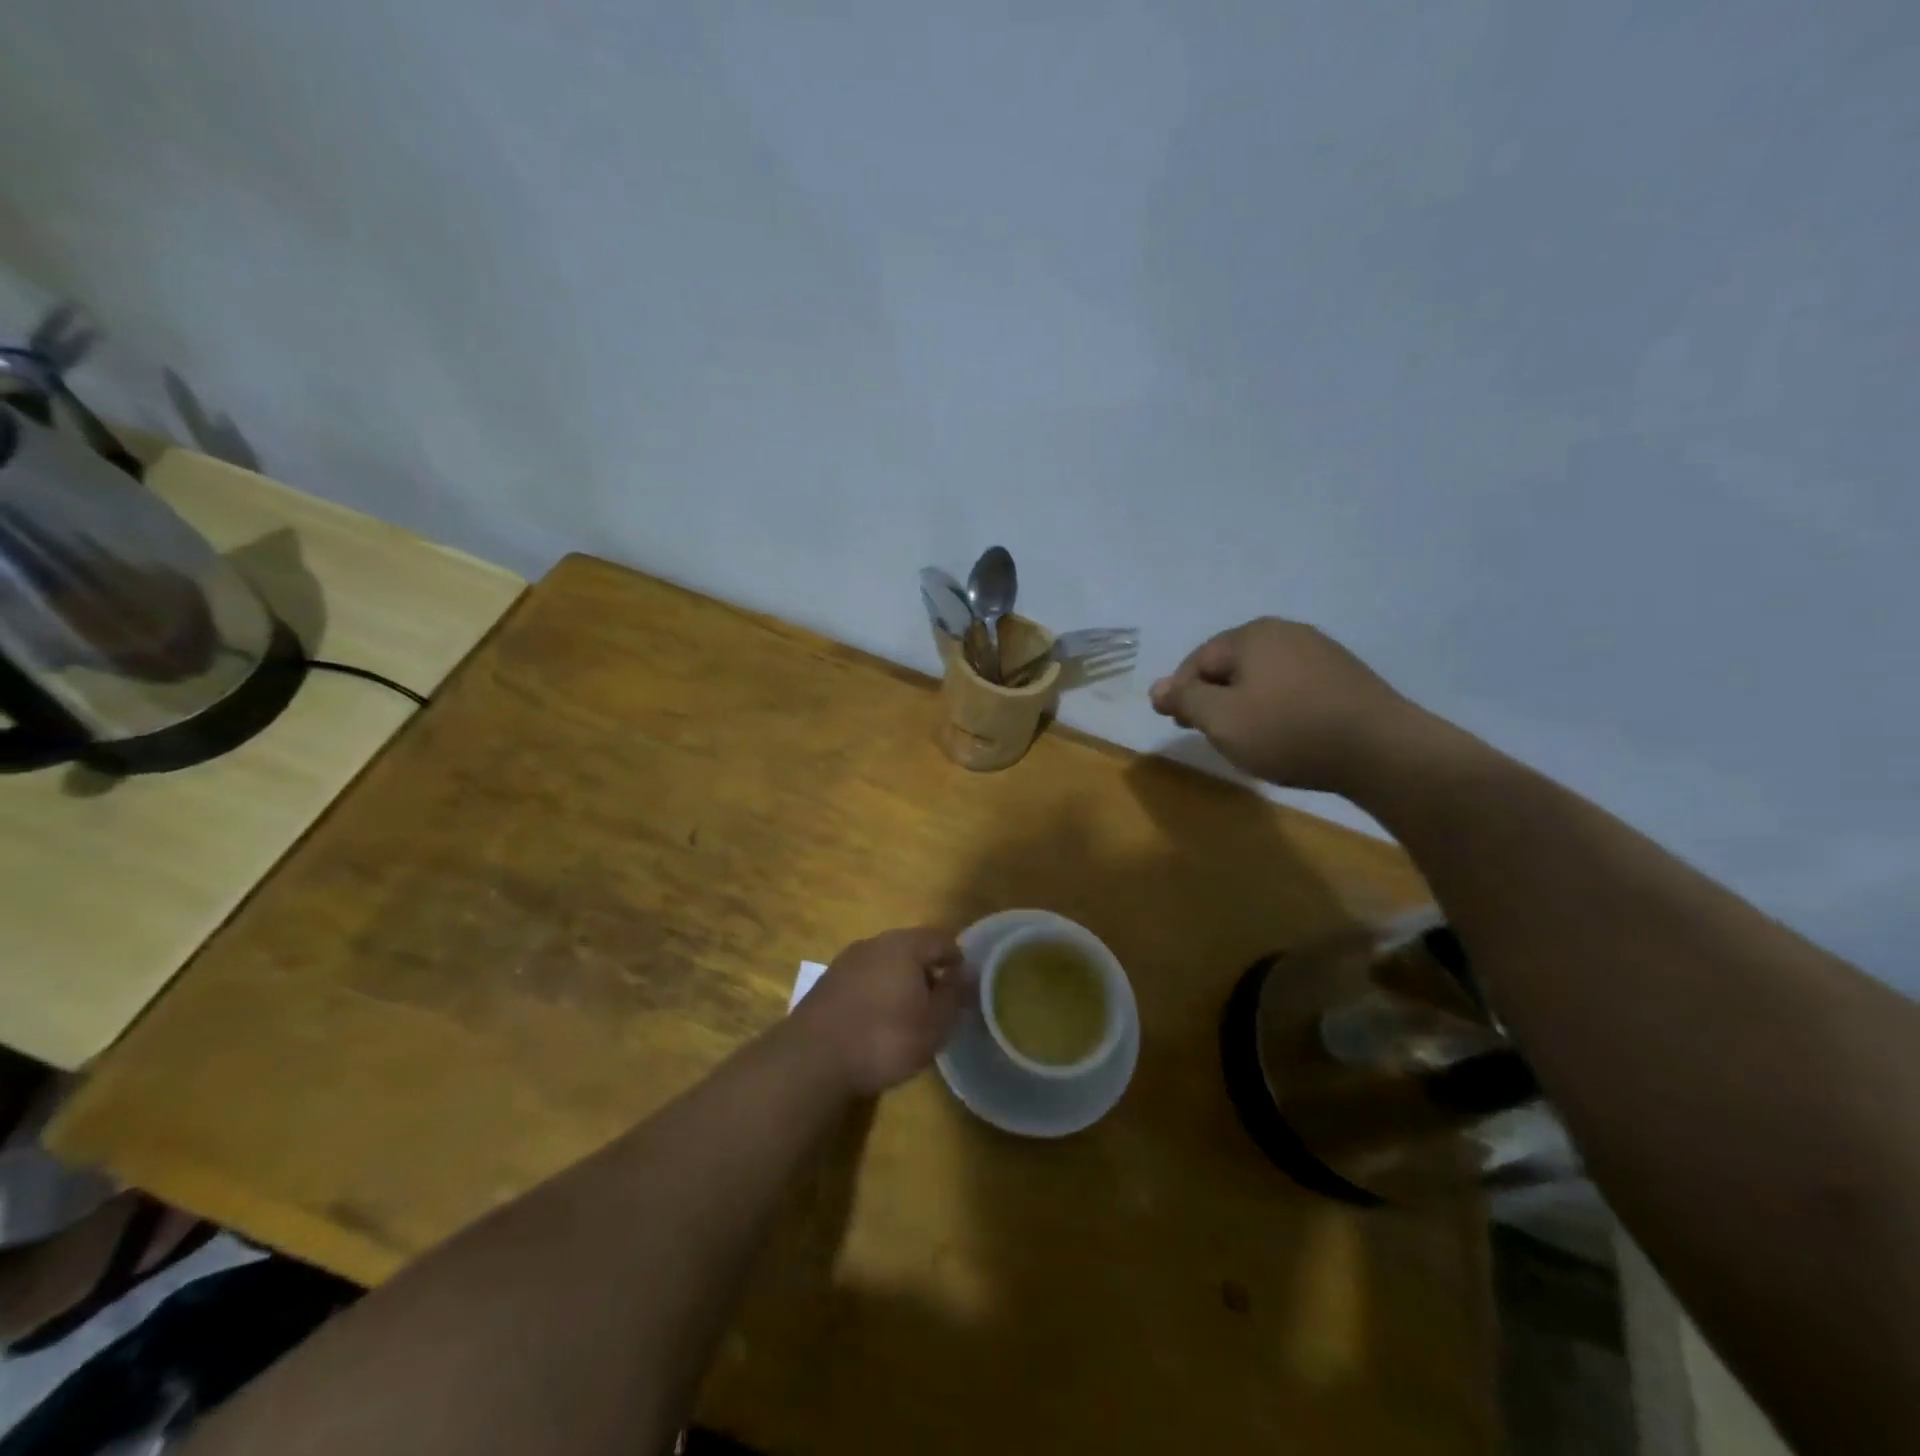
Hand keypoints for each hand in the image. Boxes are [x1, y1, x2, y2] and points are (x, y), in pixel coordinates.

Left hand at [789, 928, 971, 1096]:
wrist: (811, 1059)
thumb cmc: (883, 1039)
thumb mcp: (933, 1025)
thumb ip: (954, 995)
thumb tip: (968, 972)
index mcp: (904, 945)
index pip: (941, 939)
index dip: (958, 959)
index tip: (964, 986)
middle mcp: (874, 943)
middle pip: (911, 948)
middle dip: (928, 970)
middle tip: (939, 1002)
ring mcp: (846, 961)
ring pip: (885, 963)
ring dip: (900, 981)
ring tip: (909, 1015)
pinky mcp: (827, 983)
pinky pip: (864, 979)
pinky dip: (877, 993)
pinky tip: (877, 1022)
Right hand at [1149, 618, 1421, 793]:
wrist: (1382, 750)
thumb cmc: (1288, 731)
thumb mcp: (1222, 720)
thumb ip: (1185, 700)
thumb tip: (1156, 688)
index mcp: (1252, 635)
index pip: (1198, 661)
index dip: (1180, 693)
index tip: (1177, 725)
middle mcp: (1285, 632)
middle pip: (1230, 664)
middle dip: (1212, 696)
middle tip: (1206, 731)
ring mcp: (1320, 651)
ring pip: (1262, 675)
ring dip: (1243, 702)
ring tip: (1243, 735)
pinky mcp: (1344, 675)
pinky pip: (1292, 685)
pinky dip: (1275, 705)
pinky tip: (1282, 731)